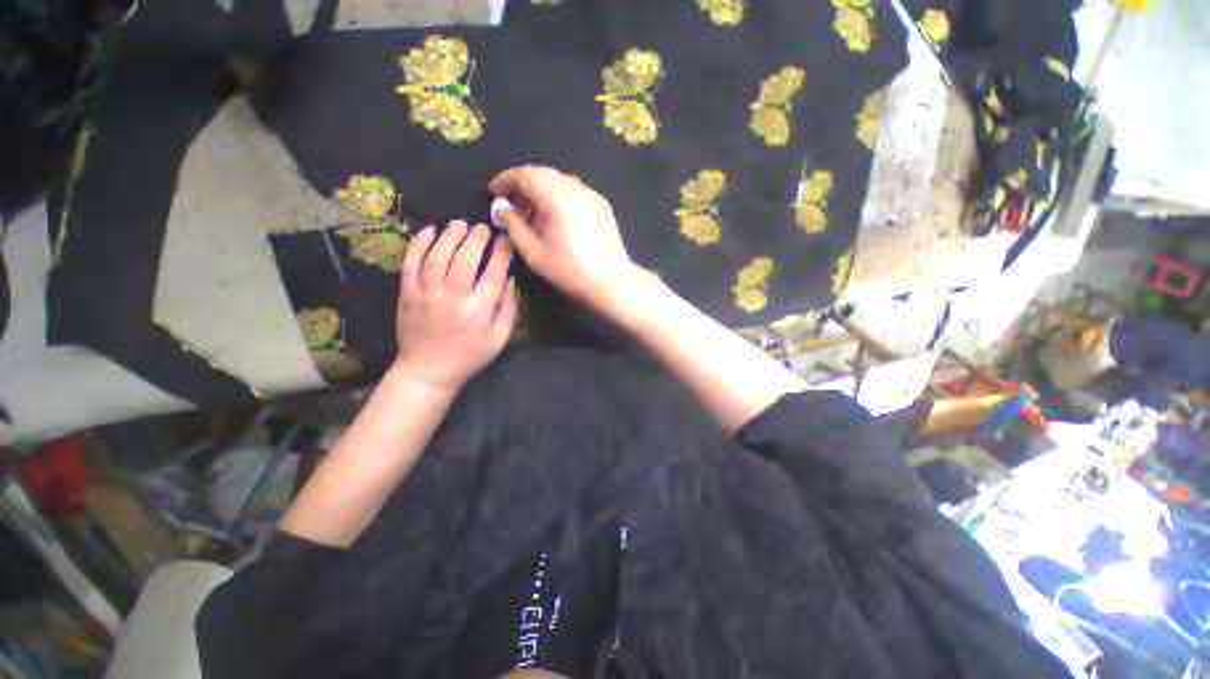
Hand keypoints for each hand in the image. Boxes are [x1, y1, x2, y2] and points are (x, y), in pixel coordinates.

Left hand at [393, 220, 516, 391]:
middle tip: (483, 227)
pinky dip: (418, 244)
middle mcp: (452, 298)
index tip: (504, 240)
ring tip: (459, 224)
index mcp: (478, 311)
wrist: (427, 371)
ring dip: (449, 236)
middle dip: (476, 239)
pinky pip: (410, 263)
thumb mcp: (499, 339)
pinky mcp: (407, 294)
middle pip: (465, 259)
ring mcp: (426, 294)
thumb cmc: (469, 356)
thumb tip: (510, 281)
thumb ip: (508, 309)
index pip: (493, 274)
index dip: (500, 254)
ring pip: (437, 256)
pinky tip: (428, 232)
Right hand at [489, 165, 642, 315]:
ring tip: (533, 217)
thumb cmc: (571, 271)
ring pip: (559, 182)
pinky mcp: (601, 204)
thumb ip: (514, 227)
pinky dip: (558, 198)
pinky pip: (574, 192)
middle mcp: (576, 188)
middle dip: (522, 186)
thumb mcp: (535, 253)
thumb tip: (501, 209)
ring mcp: (592, 195)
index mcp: (558, 197)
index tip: (493, 192)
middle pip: (542, 174)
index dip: (505, 180)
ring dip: (540, 192)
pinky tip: (555, 220)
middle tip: (512, 208)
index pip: (525, 174)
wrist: (612, 281)